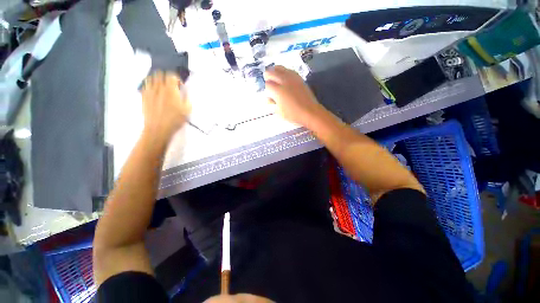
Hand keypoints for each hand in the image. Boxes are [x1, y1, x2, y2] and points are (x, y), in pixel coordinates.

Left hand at [141, 71, 190, 140]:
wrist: (158, 128)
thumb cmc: (175, 120)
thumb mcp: (187, 110)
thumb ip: (187, 98)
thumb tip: (185, 92)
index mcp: (171, 90)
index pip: (172, 75)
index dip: (177, 79)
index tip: (180, 86)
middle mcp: (159, 87)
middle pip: (160, 74)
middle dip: (166, 77)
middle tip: (171, 85)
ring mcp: (149, 91)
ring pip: (151, 78)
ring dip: (157, 80)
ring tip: (161, 87)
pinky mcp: (143, 96)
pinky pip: (145, 86)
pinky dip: (150, 86)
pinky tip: (154, 92)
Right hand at [264, 66, 324, 125]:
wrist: (310, 112)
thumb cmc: (293, 114)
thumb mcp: (279, 112)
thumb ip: (272, 103)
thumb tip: (268, 98)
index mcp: (277, 90)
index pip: (266, 84)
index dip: (266, 90)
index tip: (269, 95)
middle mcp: (283, 80)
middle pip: (269, 72)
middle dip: (267, 79)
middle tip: (270, 86)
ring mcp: (291, 77)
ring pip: (278, 67)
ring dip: (274, 73)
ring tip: (276, 81)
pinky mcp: (298, 77)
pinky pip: (288, 70)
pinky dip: (284, 73)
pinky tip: (285, 80)